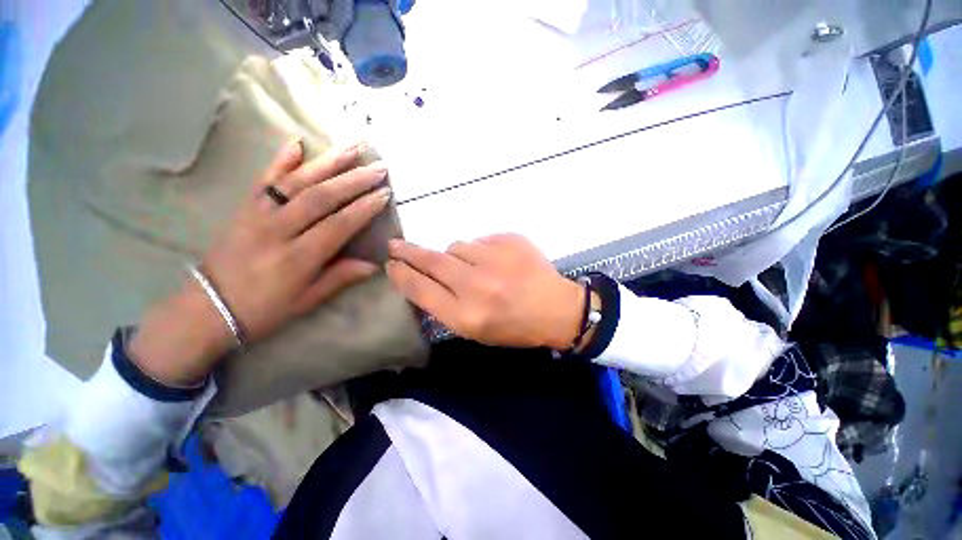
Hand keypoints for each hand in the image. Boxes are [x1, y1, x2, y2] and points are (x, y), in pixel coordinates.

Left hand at [130, 140, 390, 384]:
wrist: (207, 308)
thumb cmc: (263, 310)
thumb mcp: (307, 301)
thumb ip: (340, 278)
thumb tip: (374, 264)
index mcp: (298, 258)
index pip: (339, 225)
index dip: (364, 208)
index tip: (384, 194)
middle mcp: (278, 230)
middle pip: (321, 197)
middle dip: (354, 180)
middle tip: (378, 167)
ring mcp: (257, 215)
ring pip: (297, 182)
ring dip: (328, 163)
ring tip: (352, 147)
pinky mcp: (244, 208)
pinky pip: (263, 180)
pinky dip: (280, 160)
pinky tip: (297, 142)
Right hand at [386, 233, 585, 348]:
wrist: (557, 309)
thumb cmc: (514, 327)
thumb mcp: (476, 330)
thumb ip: (446, 306)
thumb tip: (423, 277)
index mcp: (466, 315)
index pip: (420, 289)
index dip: (401, 275)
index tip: (391, 265)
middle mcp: (476, 285)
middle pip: (431, 261)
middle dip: (408, 252)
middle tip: (396, 246)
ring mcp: (495, 259)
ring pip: (456, 246)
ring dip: (457, 256)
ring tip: (476, 268)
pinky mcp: (510, 240)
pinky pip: (480, 240)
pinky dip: (482, 250)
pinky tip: (498, 263)